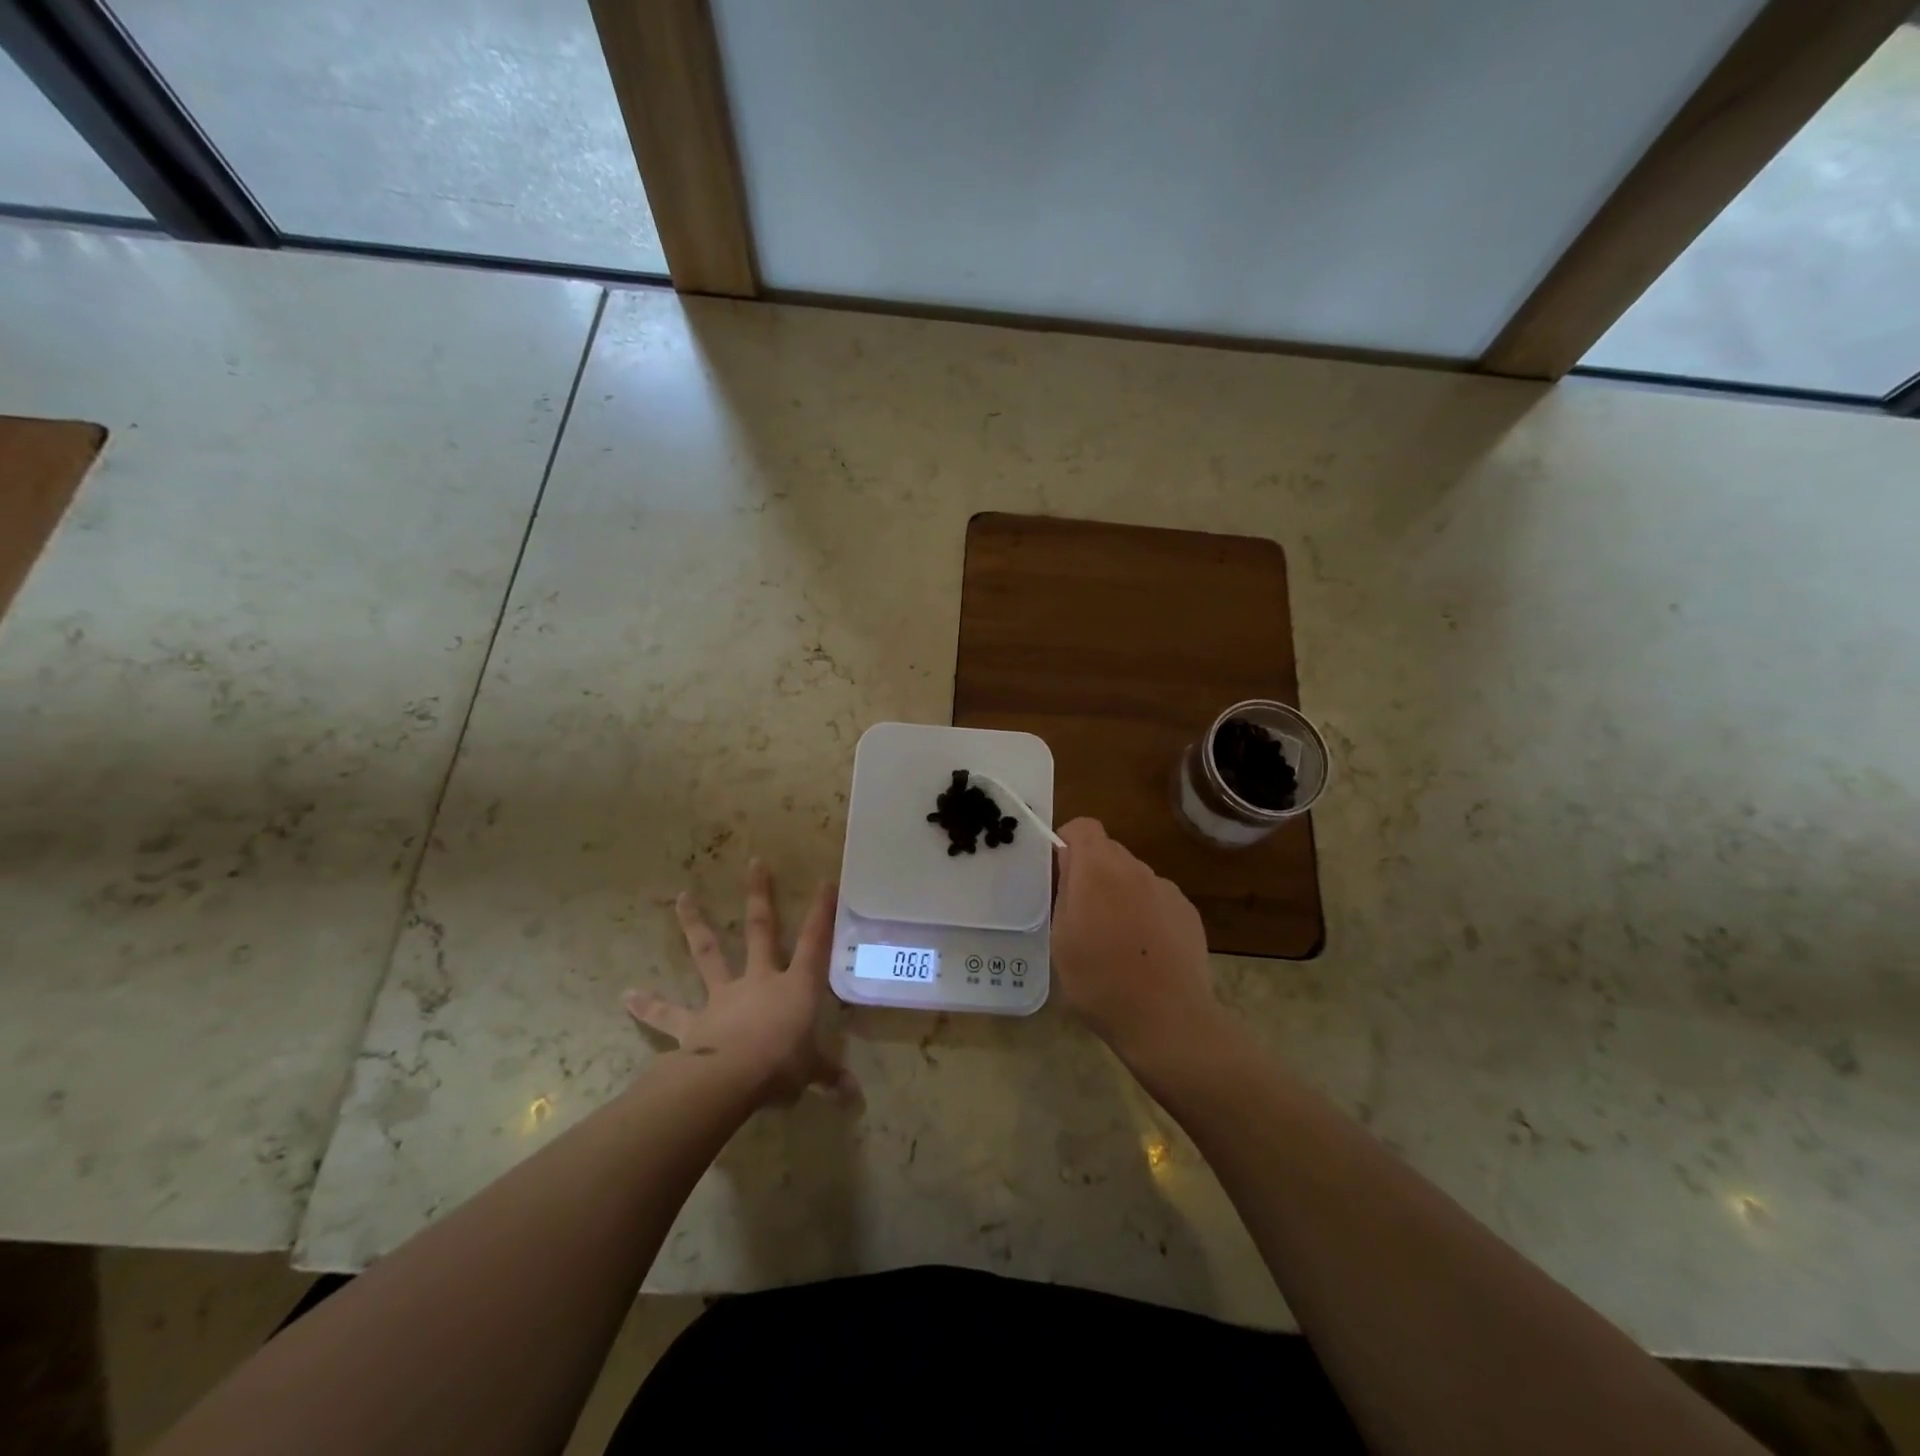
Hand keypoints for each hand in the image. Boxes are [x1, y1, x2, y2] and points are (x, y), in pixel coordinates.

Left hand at [625, 859, 857, 1105]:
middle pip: (760, 929)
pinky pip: (668, 1013)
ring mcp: (723, 997)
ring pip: (709, 953)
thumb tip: (855, 1097)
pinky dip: (648, 1005)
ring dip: (696, 924)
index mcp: (794, 986)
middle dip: (759, 895)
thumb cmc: (781, 1066)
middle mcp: (758, 980)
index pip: (814, 942)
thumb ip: (829, 1076)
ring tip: (682, 897)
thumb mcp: (812, 1072)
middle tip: (754, 862)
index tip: (824, 881)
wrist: (731, 1079)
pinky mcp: (693, 1023)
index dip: (821, 912)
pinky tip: (626, 996)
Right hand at [1051, 818, 1225, 1068]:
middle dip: (1092, 871)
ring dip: (1120, 893)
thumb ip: (1063, 892)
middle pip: (1109, 851)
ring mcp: (1166, 889)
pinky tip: (1145, 951)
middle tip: (1080, 911)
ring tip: (1115, 938)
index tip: (1058, 872)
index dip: (1067, 841)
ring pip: (1134, 876)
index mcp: (1098, 869)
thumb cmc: (1099, 980)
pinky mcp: (1188, 912)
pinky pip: (1158, 899)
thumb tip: (1067, 866)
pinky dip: (1146, 913)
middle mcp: (1135, 868)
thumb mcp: (1061, 938)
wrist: (1167, 1019)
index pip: (1083, 826)